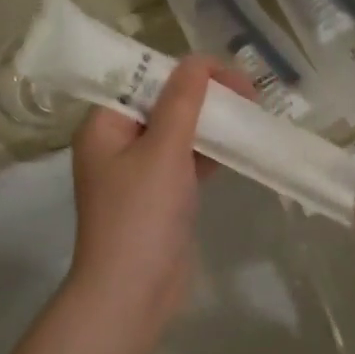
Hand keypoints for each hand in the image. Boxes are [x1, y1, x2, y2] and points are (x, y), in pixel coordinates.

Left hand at [68, 57, 253, 331]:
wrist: (132, 293)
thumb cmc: (141, 215)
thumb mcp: (163, 150)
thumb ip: (182, 102)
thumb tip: (197, 60)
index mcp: (104, 125)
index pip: (143, 78)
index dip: (185, 70)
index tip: (229, 75)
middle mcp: (116, 143)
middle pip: (163, 104)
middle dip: (204, 95)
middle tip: (248, 93)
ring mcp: (138, 173)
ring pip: (178, 133)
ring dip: (210, 123)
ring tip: (250, 113)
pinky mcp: (159, 197)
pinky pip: (185, 162)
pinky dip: (209, 153)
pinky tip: (239, 146)